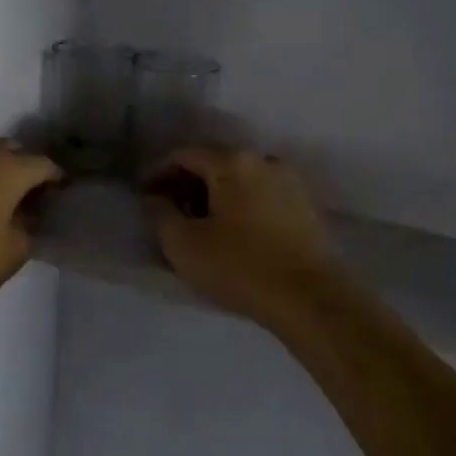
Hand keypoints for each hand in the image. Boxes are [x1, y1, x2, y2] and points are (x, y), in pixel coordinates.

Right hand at [143, 148, 343, 326]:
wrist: (310, 299)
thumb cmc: (240, 267)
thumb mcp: (183, 244)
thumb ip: (160, 213)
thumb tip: (156, 198)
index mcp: (232, 162)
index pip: (183, 156)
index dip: (158, 174)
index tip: (145, 197)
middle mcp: (264, 161)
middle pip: (215, 165)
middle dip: (188, 185)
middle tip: (170, 213)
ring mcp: (290, 182)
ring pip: (240, 181)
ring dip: (216, 197)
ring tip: (200, 227)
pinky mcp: (306, 207)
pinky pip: (262, 197)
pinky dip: (241, 207)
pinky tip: (233, 234)